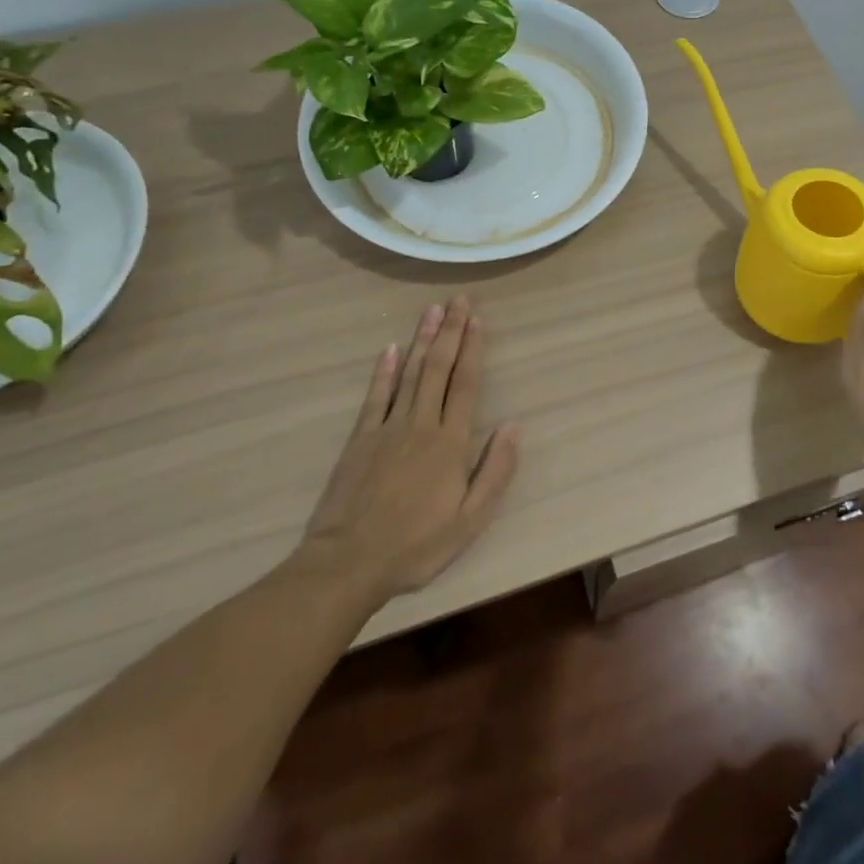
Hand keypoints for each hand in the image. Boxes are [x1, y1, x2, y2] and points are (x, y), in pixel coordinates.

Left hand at [298, 296, 520, 602]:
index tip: (477, 319)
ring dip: (423, 340)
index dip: (473, 350)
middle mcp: (421, 424)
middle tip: (457, 300)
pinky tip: (391, 349)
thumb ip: (496, 471)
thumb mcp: (471, 521)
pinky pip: (376, 396)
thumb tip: (515, 425)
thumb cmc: (417, 546)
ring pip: (410, 373)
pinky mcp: (361, 439)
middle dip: (450, 332)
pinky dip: (385, 370)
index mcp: (450, 443)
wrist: (348, 563)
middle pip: (439, 369)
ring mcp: (387, 428)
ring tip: (432, 311)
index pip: (465, 384)